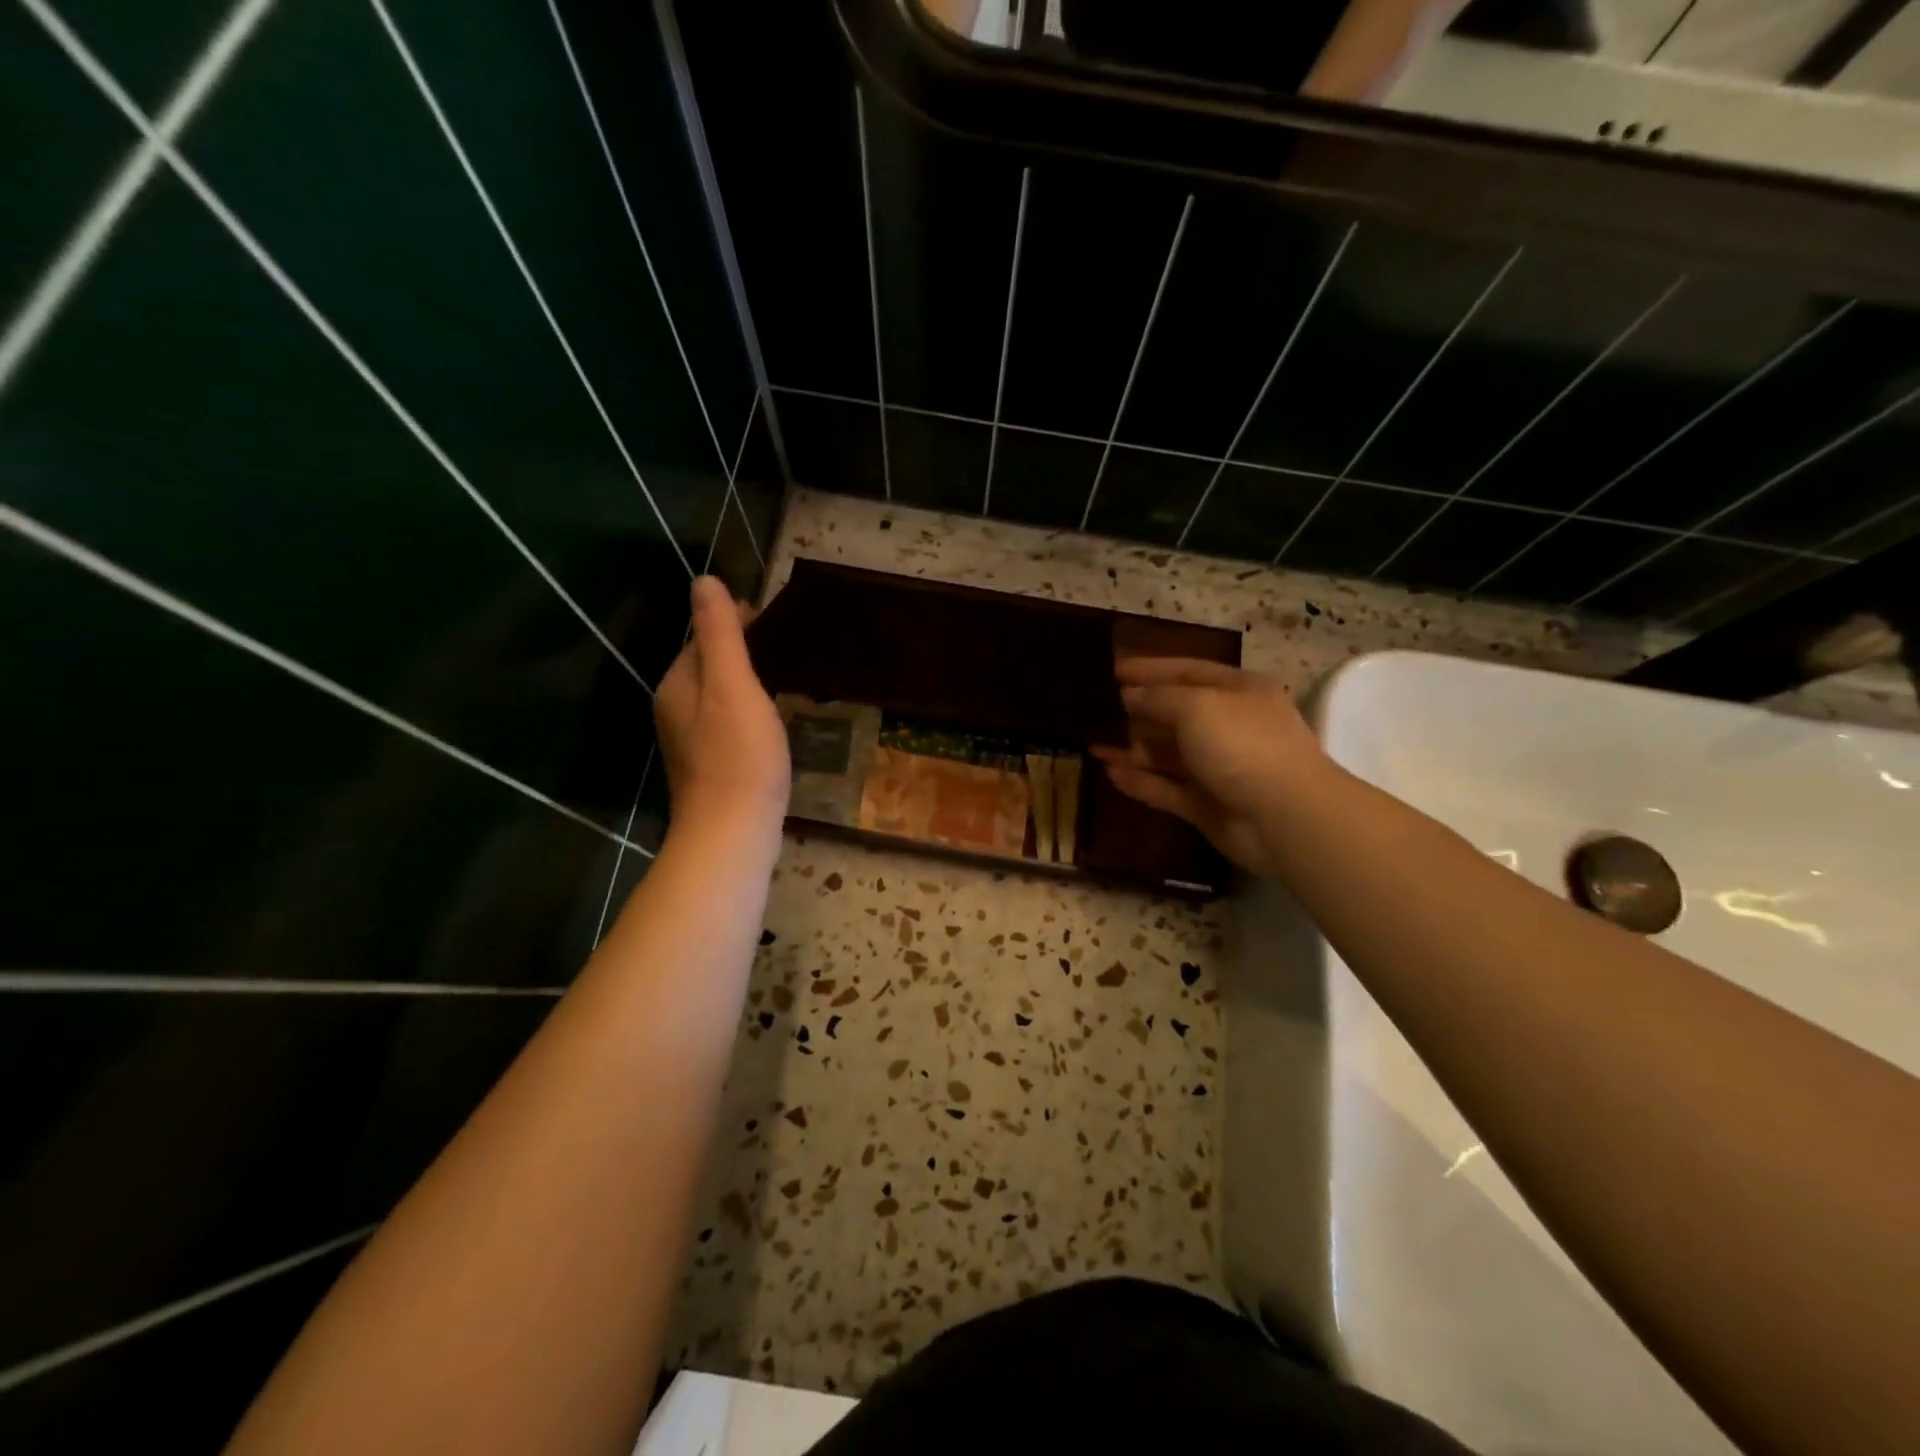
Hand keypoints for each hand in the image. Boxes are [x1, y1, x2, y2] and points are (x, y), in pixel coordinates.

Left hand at [654, 576, 789, 841]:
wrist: (733, 832)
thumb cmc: (739, 754)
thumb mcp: (733, 684)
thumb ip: (720, 633)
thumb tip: (703, 580)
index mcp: (677, 685)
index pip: (702, 637)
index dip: (734, 622)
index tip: (771, 617)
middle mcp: (674, 709)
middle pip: (708, 666)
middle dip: (739, 650)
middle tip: (784, 646)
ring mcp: (690, 742)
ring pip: (718, 697)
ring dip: (745, 682)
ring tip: (782, 678)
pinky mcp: (710, 767)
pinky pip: (727, 724)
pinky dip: (747, 712)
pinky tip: (771, 722)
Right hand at [1092, 657, 1325, 878]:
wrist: (1284, 817)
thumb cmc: (1242, 744)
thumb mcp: (1196, 706)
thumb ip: (1157, 698)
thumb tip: (1128, 696)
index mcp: (1237, 692)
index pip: (1187, 671)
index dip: (1149, 669)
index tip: (1112, 670)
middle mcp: (1228, 726)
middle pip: (1174, 713)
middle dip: (1136, 710)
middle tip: (1094, 709)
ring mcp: (1217, 768)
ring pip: (1167, 754)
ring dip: (1131, 748)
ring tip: (1091, 742)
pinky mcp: (1206, 804)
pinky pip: (1165, 788)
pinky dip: (1139, 781)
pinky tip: (1108, 772)